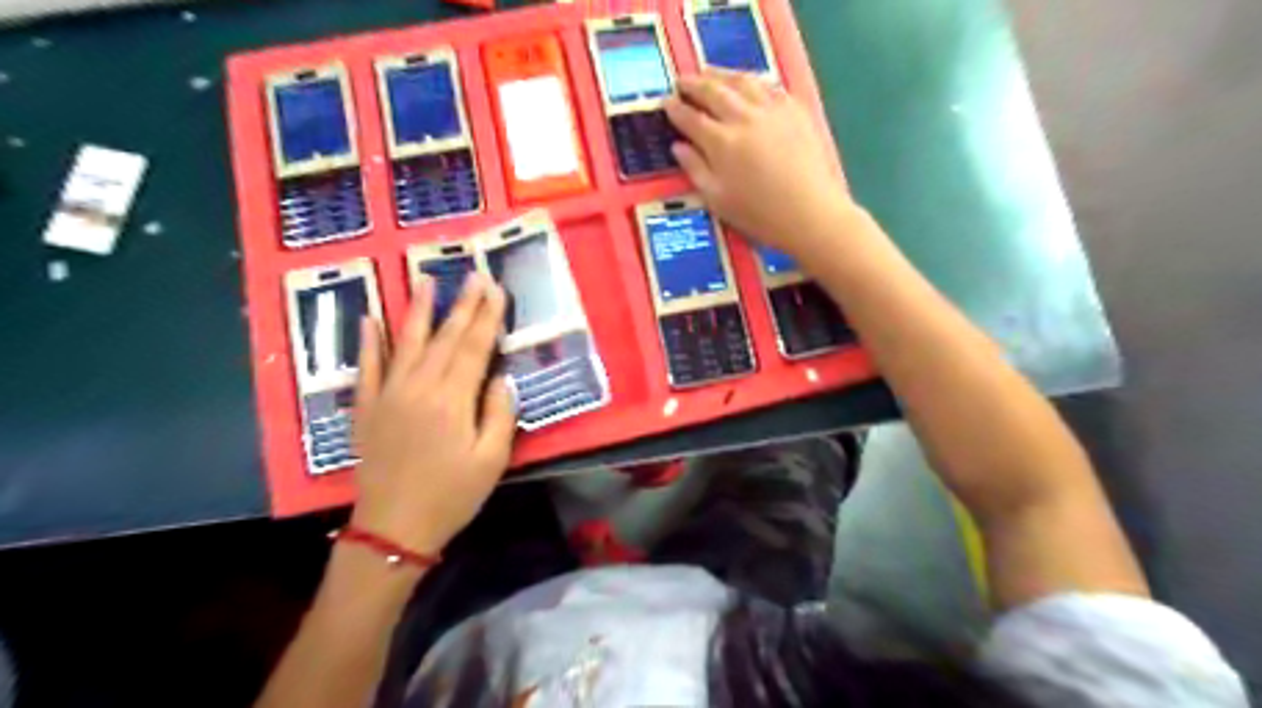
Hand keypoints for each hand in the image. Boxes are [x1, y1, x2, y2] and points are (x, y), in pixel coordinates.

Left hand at [345, 274, 513, 554]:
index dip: (488, 317)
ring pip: (407, 343)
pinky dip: (369, 342)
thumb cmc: (452, 495)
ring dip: (419, 310)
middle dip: (463, 304)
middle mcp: (419, 387)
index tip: (496, 288)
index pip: (475, 347)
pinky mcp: (367, 408)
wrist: (393, 528)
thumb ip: (499, 413)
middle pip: (446, 338)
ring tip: (426, 279)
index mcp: (452, 400)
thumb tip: (500, 378)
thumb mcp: (492, 460)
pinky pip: (367, 367)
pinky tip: (371, 318)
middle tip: (473, 274)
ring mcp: (388, 394)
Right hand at [660, 71, 856, 259]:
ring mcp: (771, 109)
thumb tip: (678, 147)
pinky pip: (767, 85)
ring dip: (720, 75)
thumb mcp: (717, 199)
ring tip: (709, 74)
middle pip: (713, 91)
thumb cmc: (759, 213)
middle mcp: (743, 117)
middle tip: (682, 82)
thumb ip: (695, 169)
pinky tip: (746, 83)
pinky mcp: (794, 109)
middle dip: (694, 84)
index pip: (691, 118)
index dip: (675, 109)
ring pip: (741, 81)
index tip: (666, 103)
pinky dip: (750, 80)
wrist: (810, 211)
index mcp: (721, 142)